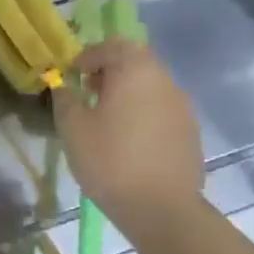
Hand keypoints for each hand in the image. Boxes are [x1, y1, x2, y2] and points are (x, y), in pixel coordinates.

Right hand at [53, 38, 205, 238]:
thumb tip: (64, 86)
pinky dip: (141, 112)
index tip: (72, 75)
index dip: (89, 56)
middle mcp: (164, 81)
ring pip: (150, 86)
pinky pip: (161, 109)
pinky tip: (127, 139)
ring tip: (104, 118)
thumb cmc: (110, 160)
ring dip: (126, 92)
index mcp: (136, 72)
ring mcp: (182, 107)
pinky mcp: (189, 131)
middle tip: (87, 92)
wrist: (161, 208)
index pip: (113, 45)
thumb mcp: (73, 128)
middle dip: (109, 71)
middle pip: (136, 62)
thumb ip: (66, 99)